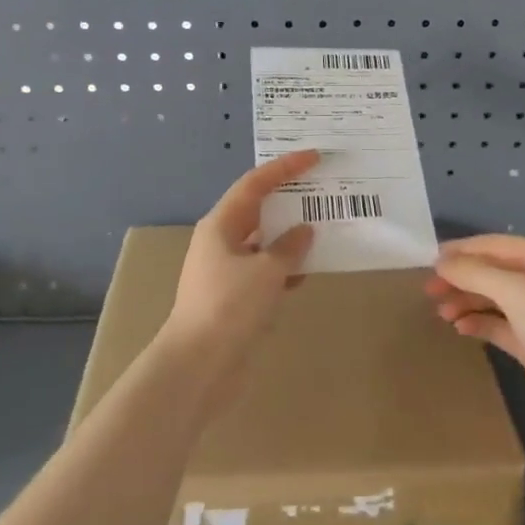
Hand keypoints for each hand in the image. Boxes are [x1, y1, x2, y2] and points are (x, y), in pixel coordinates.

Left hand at [159, 150, 318, 376]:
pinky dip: (286, 268)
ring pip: (264, 243)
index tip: (314, 157)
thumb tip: (304, 231)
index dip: (284, 167)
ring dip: (291, 236)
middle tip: (322, 189)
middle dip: (289, 199)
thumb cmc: (229, 307)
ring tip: (325, 227)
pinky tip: (309, 271)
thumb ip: (289, 247)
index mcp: (220, 225)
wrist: (198, 367)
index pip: (254, 184)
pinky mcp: (234, 299)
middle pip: (258, 210)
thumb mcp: (266, 272)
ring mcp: (226, 271)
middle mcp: (221, 242)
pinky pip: (265, 272)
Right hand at [427, 234, 524, 441]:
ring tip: (441, 313)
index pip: (496, 245)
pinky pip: (501, 326)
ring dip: (467, 301)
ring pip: (495, 299)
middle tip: (428, 291)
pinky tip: (460, 327)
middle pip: (494, 272)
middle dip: (461, 278)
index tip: (428, 261)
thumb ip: (475, 273)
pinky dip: (480, 323)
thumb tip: (441, 262)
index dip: (462, 251)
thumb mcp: (516, 291)